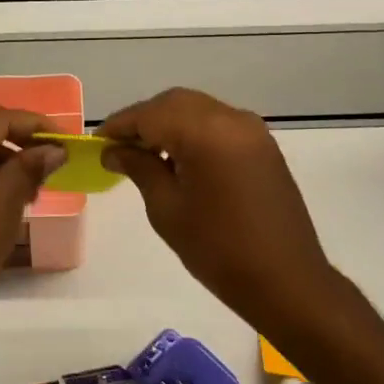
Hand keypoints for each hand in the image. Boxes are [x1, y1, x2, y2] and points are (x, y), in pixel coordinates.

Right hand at [101, 88, 340, 330]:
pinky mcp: (263, 146)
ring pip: (198, 109)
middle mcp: (231, 119)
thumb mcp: (167, 209)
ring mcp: (252, 130)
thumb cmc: (218, 249)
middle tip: (118, 147)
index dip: (120, 125)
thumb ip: (139, 168)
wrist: (286, 280)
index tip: (96, 142)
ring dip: (168, 123)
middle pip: (175, 103)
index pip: (150, 113)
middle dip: (143, 120)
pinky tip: (178, 159)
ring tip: (144, 154)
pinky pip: (219, 124)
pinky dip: (193, 131)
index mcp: (205, 132)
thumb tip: (114, 150)